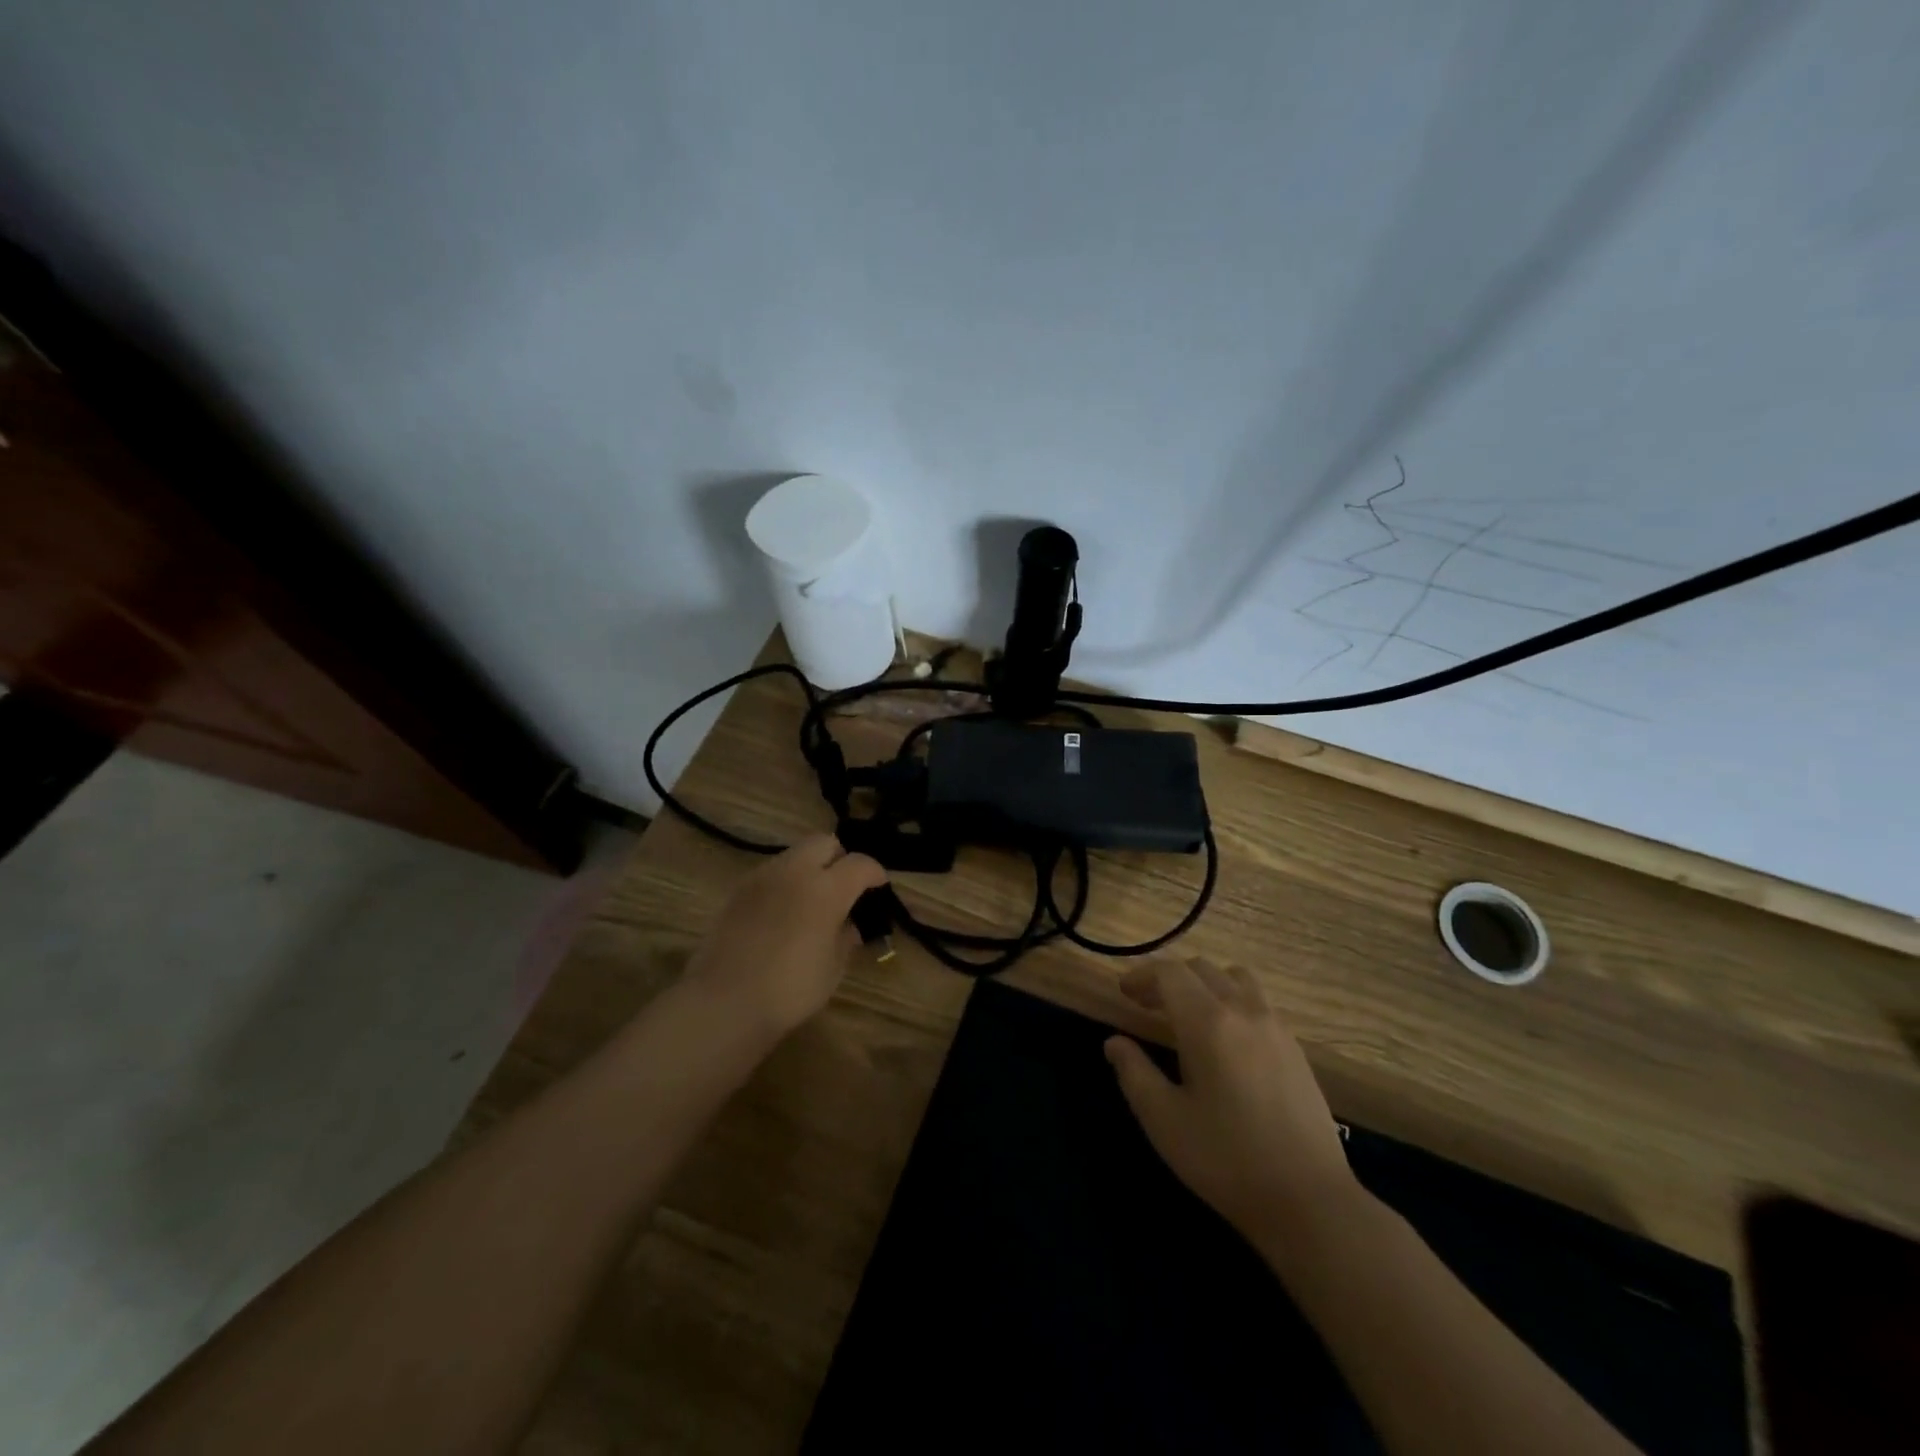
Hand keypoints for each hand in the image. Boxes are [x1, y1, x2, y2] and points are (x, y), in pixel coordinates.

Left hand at [681, 834, 887, 1044]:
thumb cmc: (790, 989)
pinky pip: (771, 873)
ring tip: (812, 900)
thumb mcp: (833, 967)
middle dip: (840, 858)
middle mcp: (795, 871)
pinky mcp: (738, 889)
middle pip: (824, 843)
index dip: (875, 873)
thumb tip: (849, 923)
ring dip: (810, 868)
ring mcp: (763, 877)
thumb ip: (846, 936)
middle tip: (844, 887)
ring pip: (795, 854)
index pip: (860, 864)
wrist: (725, 1002)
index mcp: (826, 889)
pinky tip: (784, 912)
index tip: (878, 887)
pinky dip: (786, 882)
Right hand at [1105, 959, 1359, 1246]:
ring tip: (1189, 1014)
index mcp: (1207, 1022)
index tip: (1124, 993)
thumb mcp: (1164, 1120)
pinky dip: (1232, 1000)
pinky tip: (1225, 1039)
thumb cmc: (1226, 1159)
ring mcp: (1275, 1026)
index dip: (1142, 976)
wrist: (1310, 1200)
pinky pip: (1257, 1001)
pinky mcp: (1296, 1047)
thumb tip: (1114, 1042)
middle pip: (1201, 969)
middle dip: (1169, 978)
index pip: (1169, 973)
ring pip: (1234, 978)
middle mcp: (1243, 1010)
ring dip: (1205, 983)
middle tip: (1147, 1004)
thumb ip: (1133, 1073)